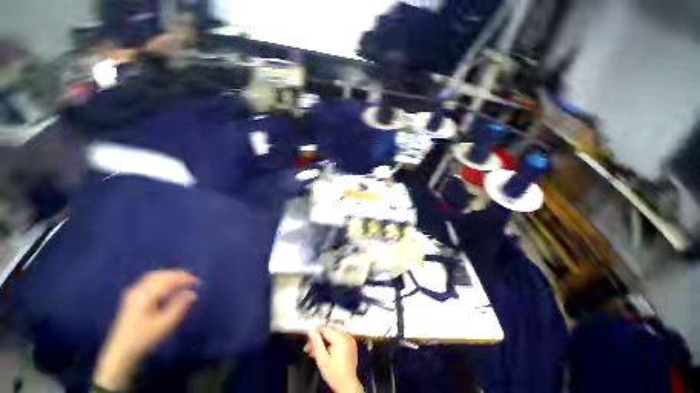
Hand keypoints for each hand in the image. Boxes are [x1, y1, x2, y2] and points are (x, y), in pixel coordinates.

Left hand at [93, 270, 198, 390]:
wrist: (121, 352)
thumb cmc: (145, 338)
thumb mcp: (166, 324)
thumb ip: (180, 306)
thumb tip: (192, 293)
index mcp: (146, 295)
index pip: (168, 280)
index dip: (184, 279)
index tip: (197, 282)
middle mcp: (138, 290)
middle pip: (159, 275)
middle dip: (177, 275)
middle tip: (191, 279)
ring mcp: (132, 293)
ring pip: (153, 277)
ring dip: (169, 276)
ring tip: (181, 280)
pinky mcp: (131, 298)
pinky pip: (148, 282)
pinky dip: (160, 280)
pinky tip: (166, 286)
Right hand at [306, 327, 361, 392]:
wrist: (347, 385)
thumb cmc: (336, 375)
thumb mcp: (322, 359)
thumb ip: (316, 344)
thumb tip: (311, 332)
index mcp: (340, 338)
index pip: (325, 328)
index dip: (315, 334)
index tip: (309, 340)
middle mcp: (346, 336)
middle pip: (329, 331)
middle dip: (319, 338)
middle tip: (311, 347)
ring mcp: (350, 340)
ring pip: (334, 334)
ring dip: (325, 341)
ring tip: (317, 351)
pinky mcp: (351, 344)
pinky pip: (339, 338)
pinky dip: (332, 342)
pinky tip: (326, 351)